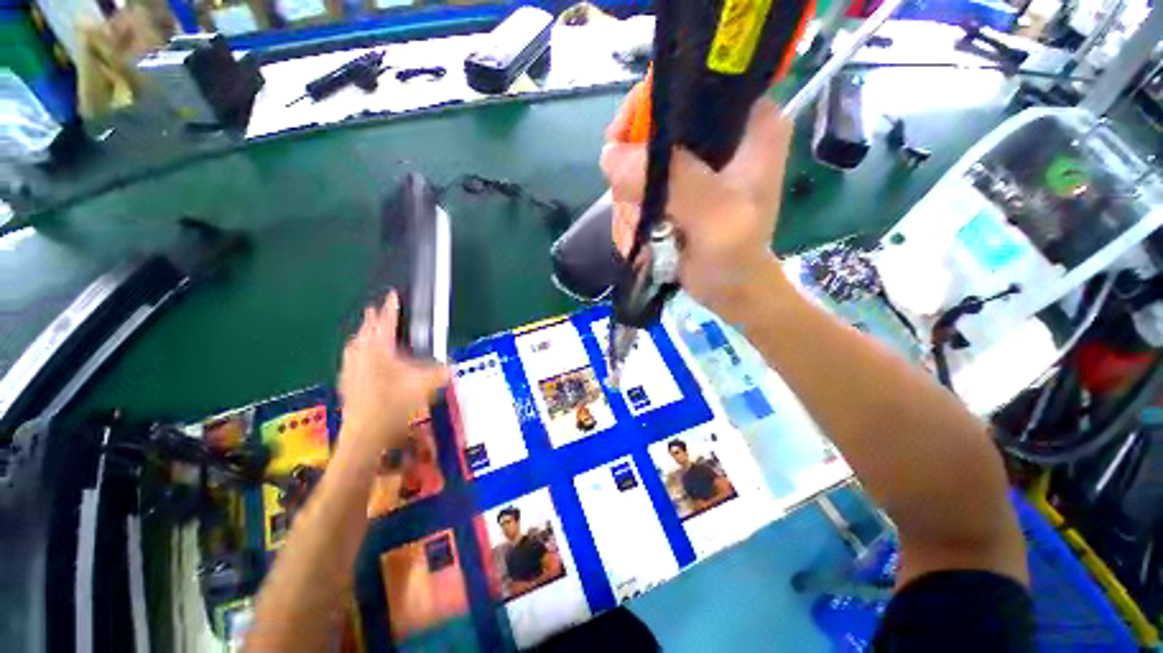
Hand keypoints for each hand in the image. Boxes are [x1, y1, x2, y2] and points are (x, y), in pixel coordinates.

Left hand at [338, 291, 448, 460]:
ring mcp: (350, 370)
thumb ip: (440, 373)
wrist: (365, 434)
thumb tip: (451, 366)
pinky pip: (351, 359)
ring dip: (362, 335)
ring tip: (366, 333)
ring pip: (355, 345)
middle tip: (376, 310)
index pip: (386, 322)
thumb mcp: (425, 385)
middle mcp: (361, 355)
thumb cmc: (394, 404)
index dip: (391, 308)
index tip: (392, 294)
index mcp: (379, 350)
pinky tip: (360, 361)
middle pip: (366, 331)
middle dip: (372, 319)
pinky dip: (357, 353)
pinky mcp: (347, 383)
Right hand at [600, 98, 793, 318]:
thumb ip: (674, 181)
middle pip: (656, 124)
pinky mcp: (677, 187)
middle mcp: (722, 134)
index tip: (622, 141)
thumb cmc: (735, 254)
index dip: (651, 106)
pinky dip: (630, 207)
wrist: (730, 289)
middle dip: (635, 166)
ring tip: (641, 225)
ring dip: (630, 195)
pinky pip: (638, 184)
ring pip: (640, 159)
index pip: (693, 84)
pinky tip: (638, 229)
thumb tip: (611, 156)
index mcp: (750, 122)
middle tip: (633, 200)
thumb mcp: (716, 215)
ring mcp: (695, 163)